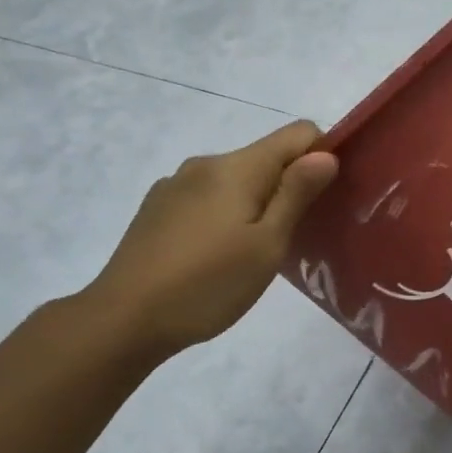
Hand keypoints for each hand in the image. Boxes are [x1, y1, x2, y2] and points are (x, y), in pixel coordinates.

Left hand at [83, 121, 338, 357]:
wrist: (124, 318)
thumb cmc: (208, 284)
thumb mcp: (267, 244)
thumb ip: (296, 194)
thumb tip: (326, 153)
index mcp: (237, 167)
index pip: (298, 133)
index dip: (323, 155)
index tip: (327, 198)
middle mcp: (205, 164)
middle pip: (265, 158)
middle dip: (288, 186)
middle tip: (293, 238)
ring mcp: (175, 185)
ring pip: (234, 180)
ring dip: (255, 203)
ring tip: (253, 253)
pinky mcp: (156, 208)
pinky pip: (207, 198)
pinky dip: (224, 214)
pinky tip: (215, 256)